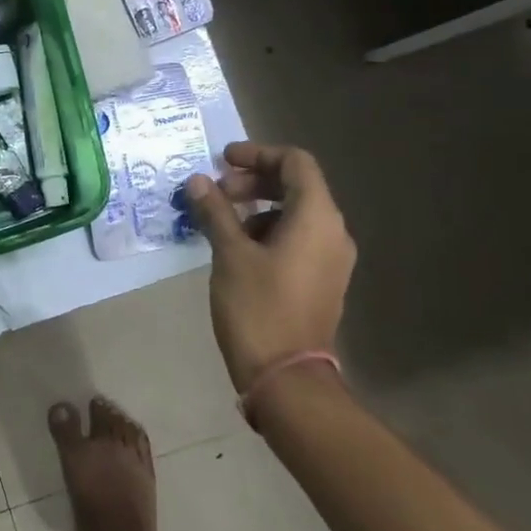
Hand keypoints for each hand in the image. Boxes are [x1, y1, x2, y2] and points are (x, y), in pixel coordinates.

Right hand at [182, 141, 356, 392]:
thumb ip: (215, 211)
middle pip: (296, 185)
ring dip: (258, 207)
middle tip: (216, 192)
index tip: (222, 161)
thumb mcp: (230, 254)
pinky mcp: (322, 280)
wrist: (286, 376)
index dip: (257, 154)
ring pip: (296, 213)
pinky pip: (298, 238)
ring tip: (221, 222)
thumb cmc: (258, 307)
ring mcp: (331, 258)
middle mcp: (333, 232)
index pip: (295, 162)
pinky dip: (268, 230)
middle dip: (254, 181)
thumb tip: (198, 181)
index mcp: (317, 217)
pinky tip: (237, 248)